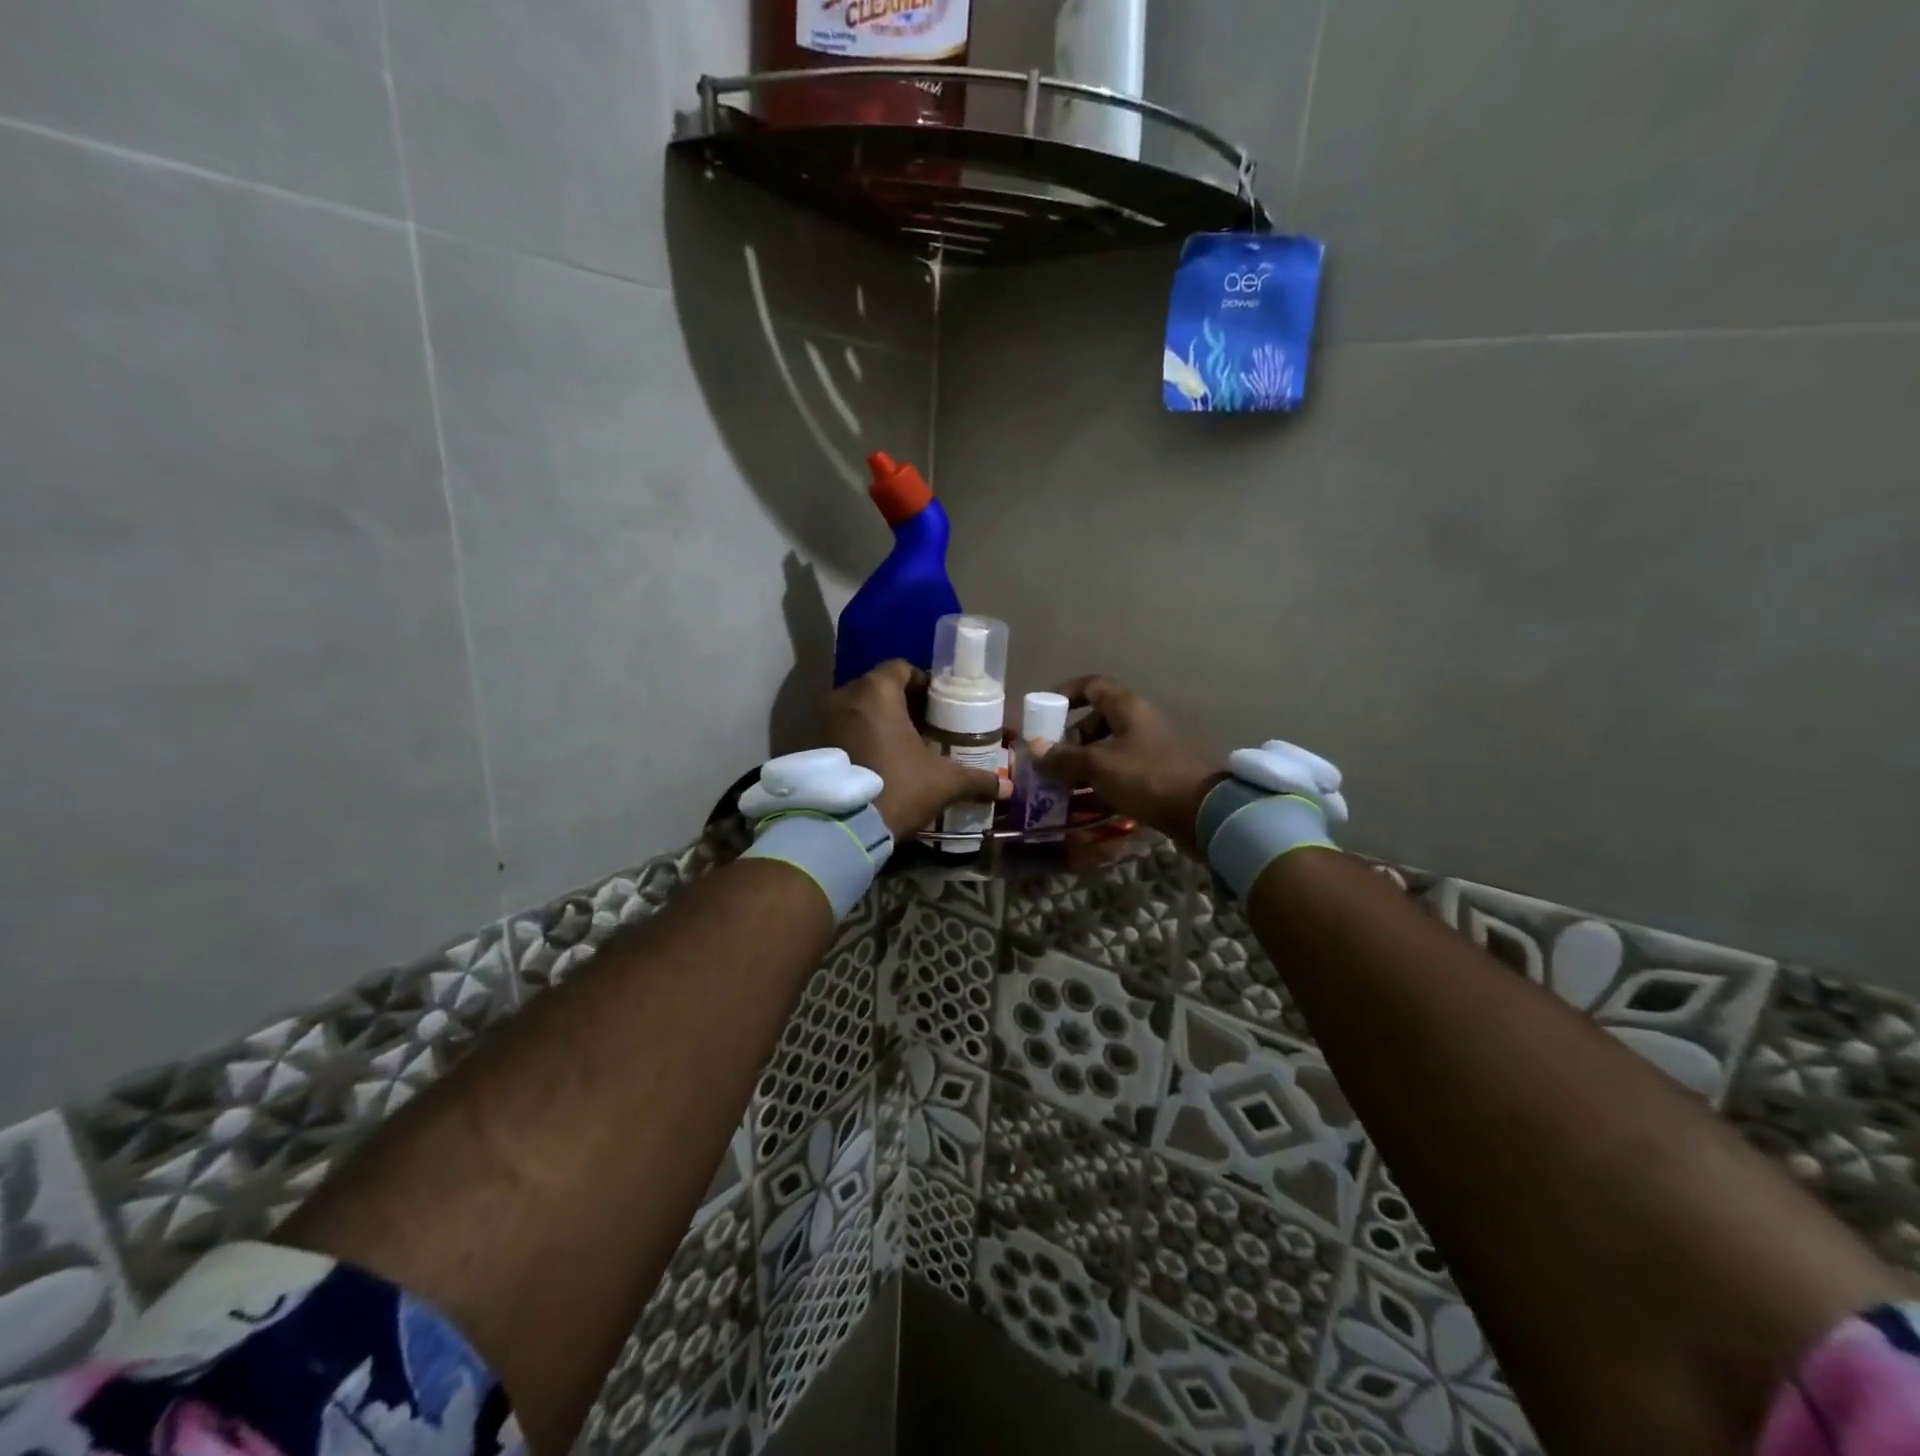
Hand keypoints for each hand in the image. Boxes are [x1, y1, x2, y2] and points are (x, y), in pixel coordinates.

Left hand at [828, 660, 1005, 837]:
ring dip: (883, 723)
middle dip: (905, 705)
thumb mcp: (944, 783)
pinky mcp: (815, 746)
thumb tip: (1007, 788)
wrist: (843, 828)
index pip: (902, 668)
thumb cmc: (898, 787)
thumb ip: (976, 780)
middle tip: (929, 728)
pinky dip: (864, 740)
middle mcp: (845, 697)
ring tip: (908, 747)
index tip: (941, 705)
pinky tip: (883, 763)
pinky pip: (845, 732)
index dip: (924, 683)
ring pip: (861, 711)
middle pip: (880, 689)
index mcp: (877, 691)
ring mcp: (825, 721)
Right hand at [1040, 675, 1225, 854]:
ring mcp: (1153, 748)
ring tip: (1063, 786)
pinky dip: (1103, 781)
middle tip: (1052, 761)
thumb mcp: (1098, 765)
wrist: (1205, 812)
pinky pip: (1123, 770)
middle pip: (1098, 720)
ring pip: (1109, 748)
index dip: (1064, 694)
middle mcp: (1141, 721)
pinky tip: (1087, 801)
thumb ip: (1063, 757)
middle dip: (1070, 739)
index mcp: (1127, 707)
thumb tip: (1034, 748)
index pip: (1091, 686)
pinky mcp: (1160, 774)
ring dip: (1084, 764)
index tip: (1043, 713)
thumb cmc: (1148, 777)